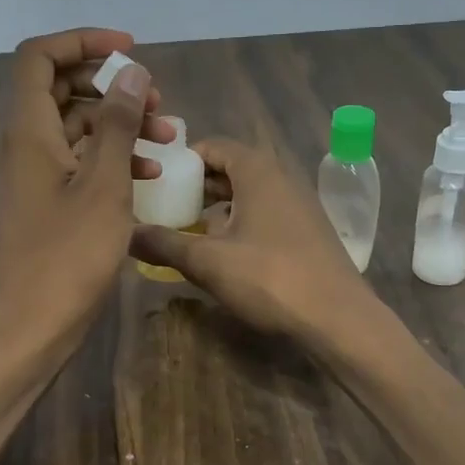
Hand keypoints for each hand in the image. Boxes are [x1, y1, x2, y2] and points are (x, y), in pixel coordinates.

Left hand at [0, 28, 171, 367]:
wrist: (29, 332)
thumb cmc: (67, 259)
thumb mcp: (103, 186)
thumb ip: (116, 124)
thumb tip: (131, 72)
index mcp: (28, 131)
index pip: (39, 57)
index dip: (82, 42)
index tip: (130, 52)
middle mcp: (24, 146)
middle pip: (61, 89)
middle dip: (111, 87)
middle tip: (157, 102)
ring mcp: (33, 177)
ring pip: (76, 129)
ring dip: (119, 125)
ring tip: (167, 138)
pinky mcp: (45, 204)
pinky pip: (78, 164)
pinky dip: (111, 160)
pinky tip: (149, 176)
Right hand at [129, 137, 377, 348]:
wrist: (339, 318)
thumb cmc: (270, 278)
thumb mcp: (208, 262)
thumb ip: (164, 243)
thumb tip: (125, 233)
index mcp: (257, 170)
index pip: (212, 146)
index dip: (181, 161)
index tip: (155, 182)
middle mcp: (280, 176)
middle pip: (229, 169)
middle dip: (195, 187)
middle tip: (163, 208)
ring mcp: (297, 203)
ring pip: (246, 194)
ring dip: (216, 208)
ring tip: (186, 232)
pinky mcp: (306, 230)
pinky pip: (263, 214)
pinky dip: (238, 223)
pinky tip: (222, 253)